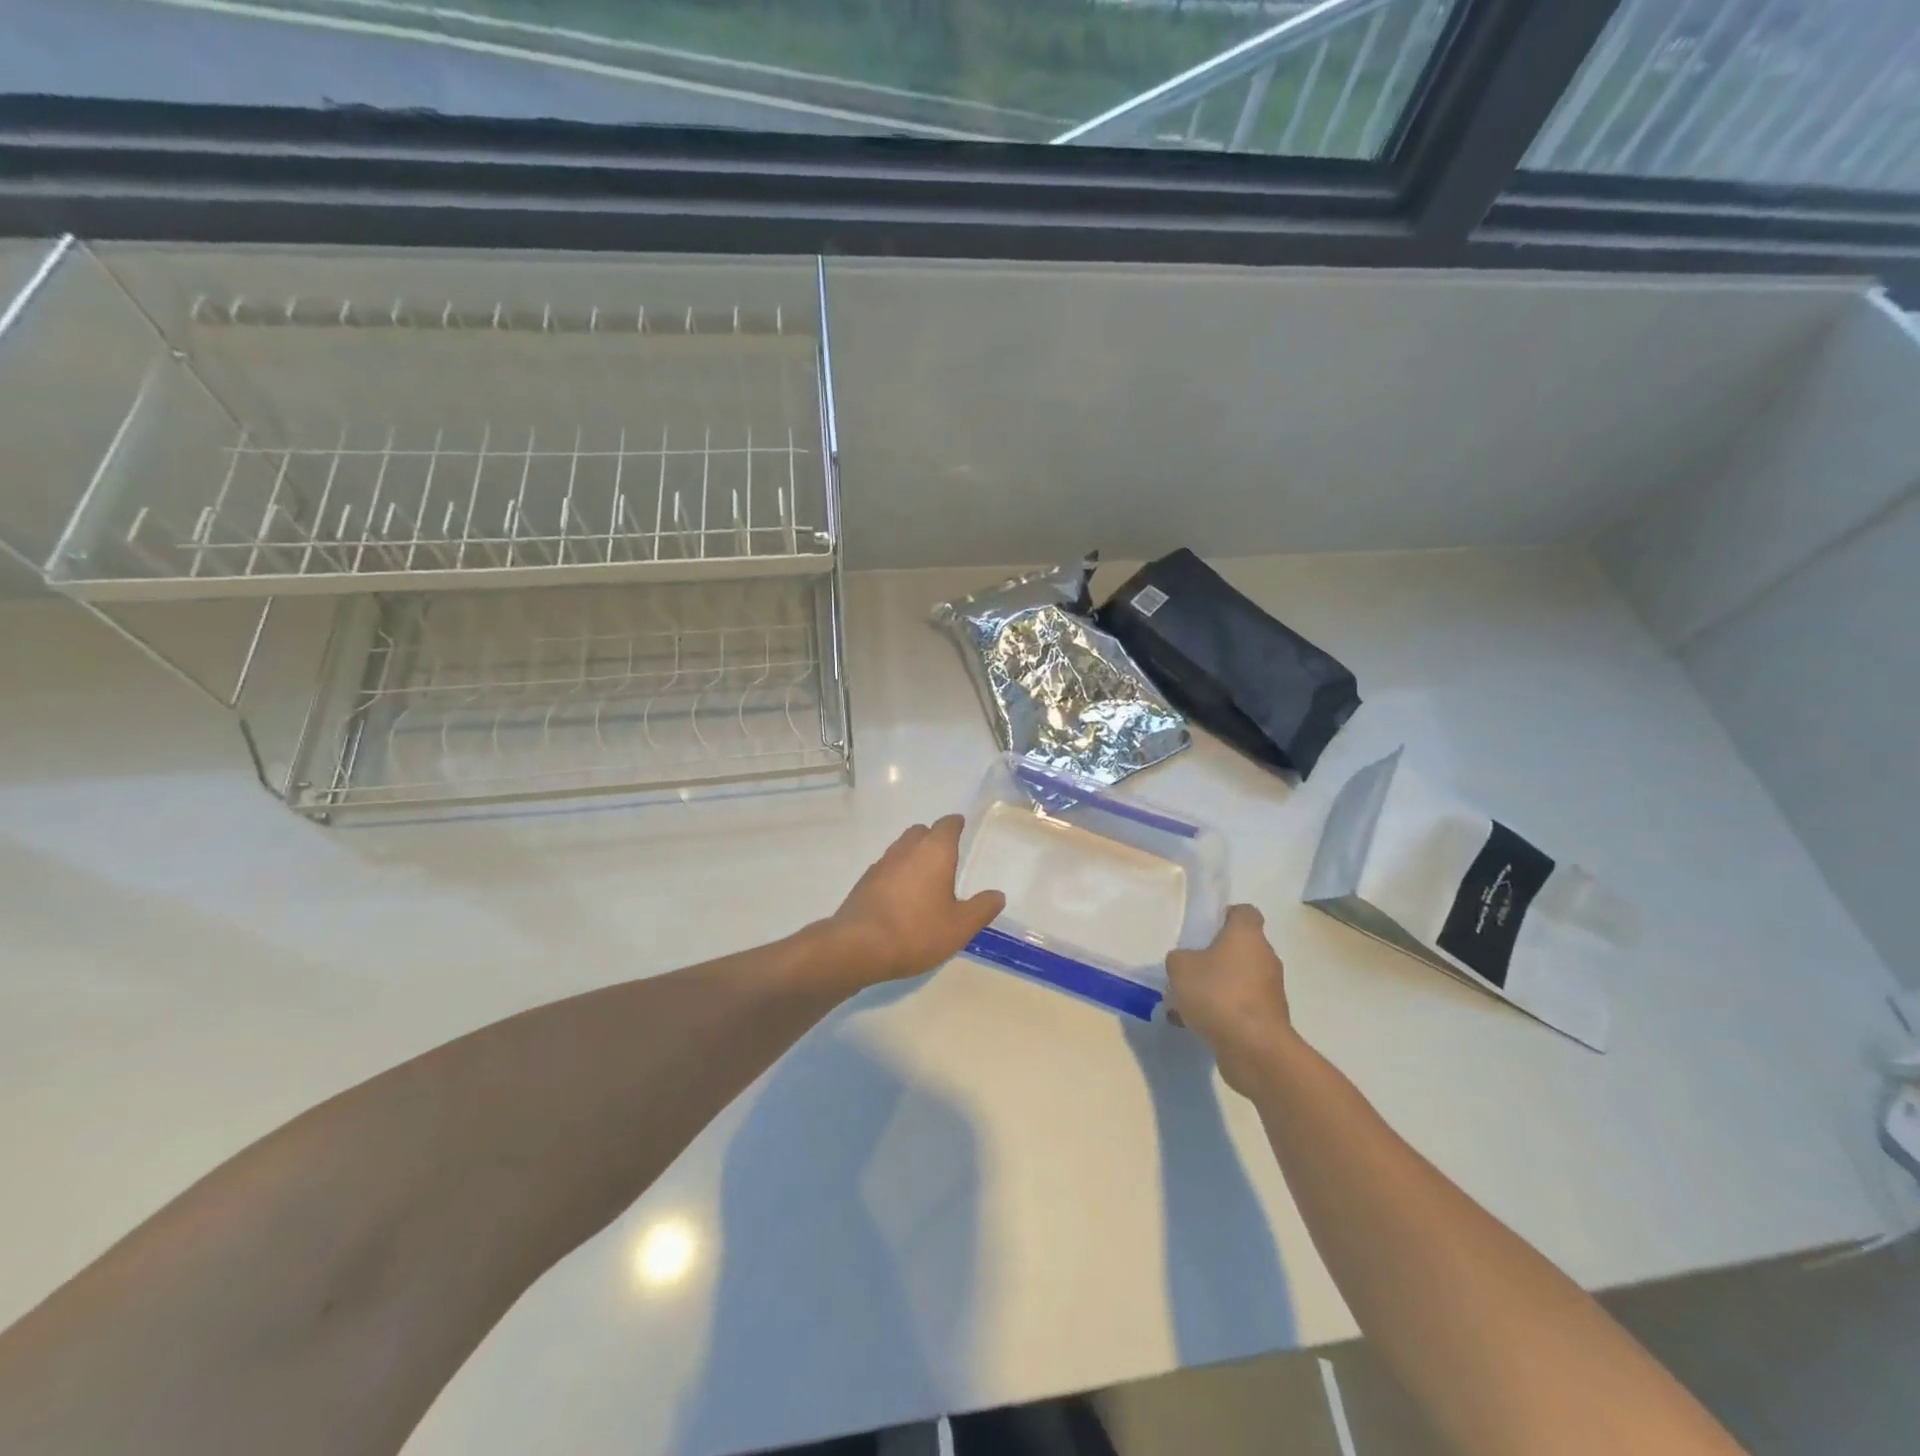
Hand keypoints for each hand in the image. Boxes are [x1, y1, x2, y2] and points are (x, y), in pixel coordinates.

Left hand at [822, 815, 1005, 988]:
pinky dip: (897, 875)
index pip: (947, 825)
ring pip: (901, 849)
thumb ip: (981, 908)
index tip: (961, 827)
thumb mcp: (959, 926)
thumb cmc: (916, 931)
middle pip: (921, 832)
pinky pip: (886, 868)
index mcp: (934, 851)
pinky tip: (902, 898)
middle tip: (946, 857)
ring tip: (925, 879)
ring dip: (913, 856)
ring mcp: (881, 864)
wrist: (858, 946)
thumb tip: (997, 894)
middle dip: (933, 838)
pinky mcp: (864, 882)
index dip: (956, 825)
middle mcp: (906, 849)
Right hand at [1166, 904, 1295, 1095]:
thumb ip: (1179, 958)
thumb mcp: (1180, 968)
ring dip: (1218, 986)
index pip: (1244, 912)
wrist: (1254, 1048)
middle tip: (1189, 968)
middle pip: (1240, 947)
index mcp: (1247, 935)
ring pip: (1239, 979)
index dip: (1224, 916)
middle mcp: (1265, 957)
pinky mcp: (1270, 1017)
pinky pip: (1242, 1006)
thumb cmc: (1218, 994)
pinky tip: (1198, 1024)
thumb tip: (1185, 962)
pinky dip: (1224, 1011)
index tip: (1204, 930)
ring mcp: (1271, 989)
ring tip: (1187, 1002)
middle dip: (1215, 957)